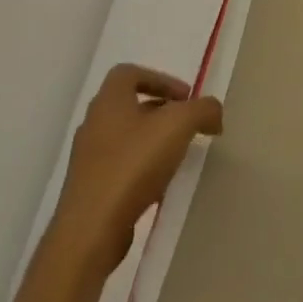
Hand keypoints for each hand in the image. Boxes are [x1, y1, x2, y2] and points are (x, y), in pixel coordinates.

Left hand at [47, 63, 222, 276]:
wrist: (92, 228)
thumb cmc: (133, 165)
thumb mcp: (180, 125)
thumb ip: (204, 109)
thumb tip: (213, 114)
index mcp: (109, 102)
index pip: (128, 73)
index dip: (160, 78)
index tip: (186, 97)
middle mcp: (94, 125)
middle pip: (129, 104)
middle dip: (162, 110)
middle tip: (188, 124)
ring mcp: (88, 157)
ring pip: (126, 135)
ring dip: (154, 138)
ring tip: (179, 153)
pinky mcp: (91, 186)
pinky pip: (121, 163)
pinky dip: (144, 164)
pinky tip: (162, 181)